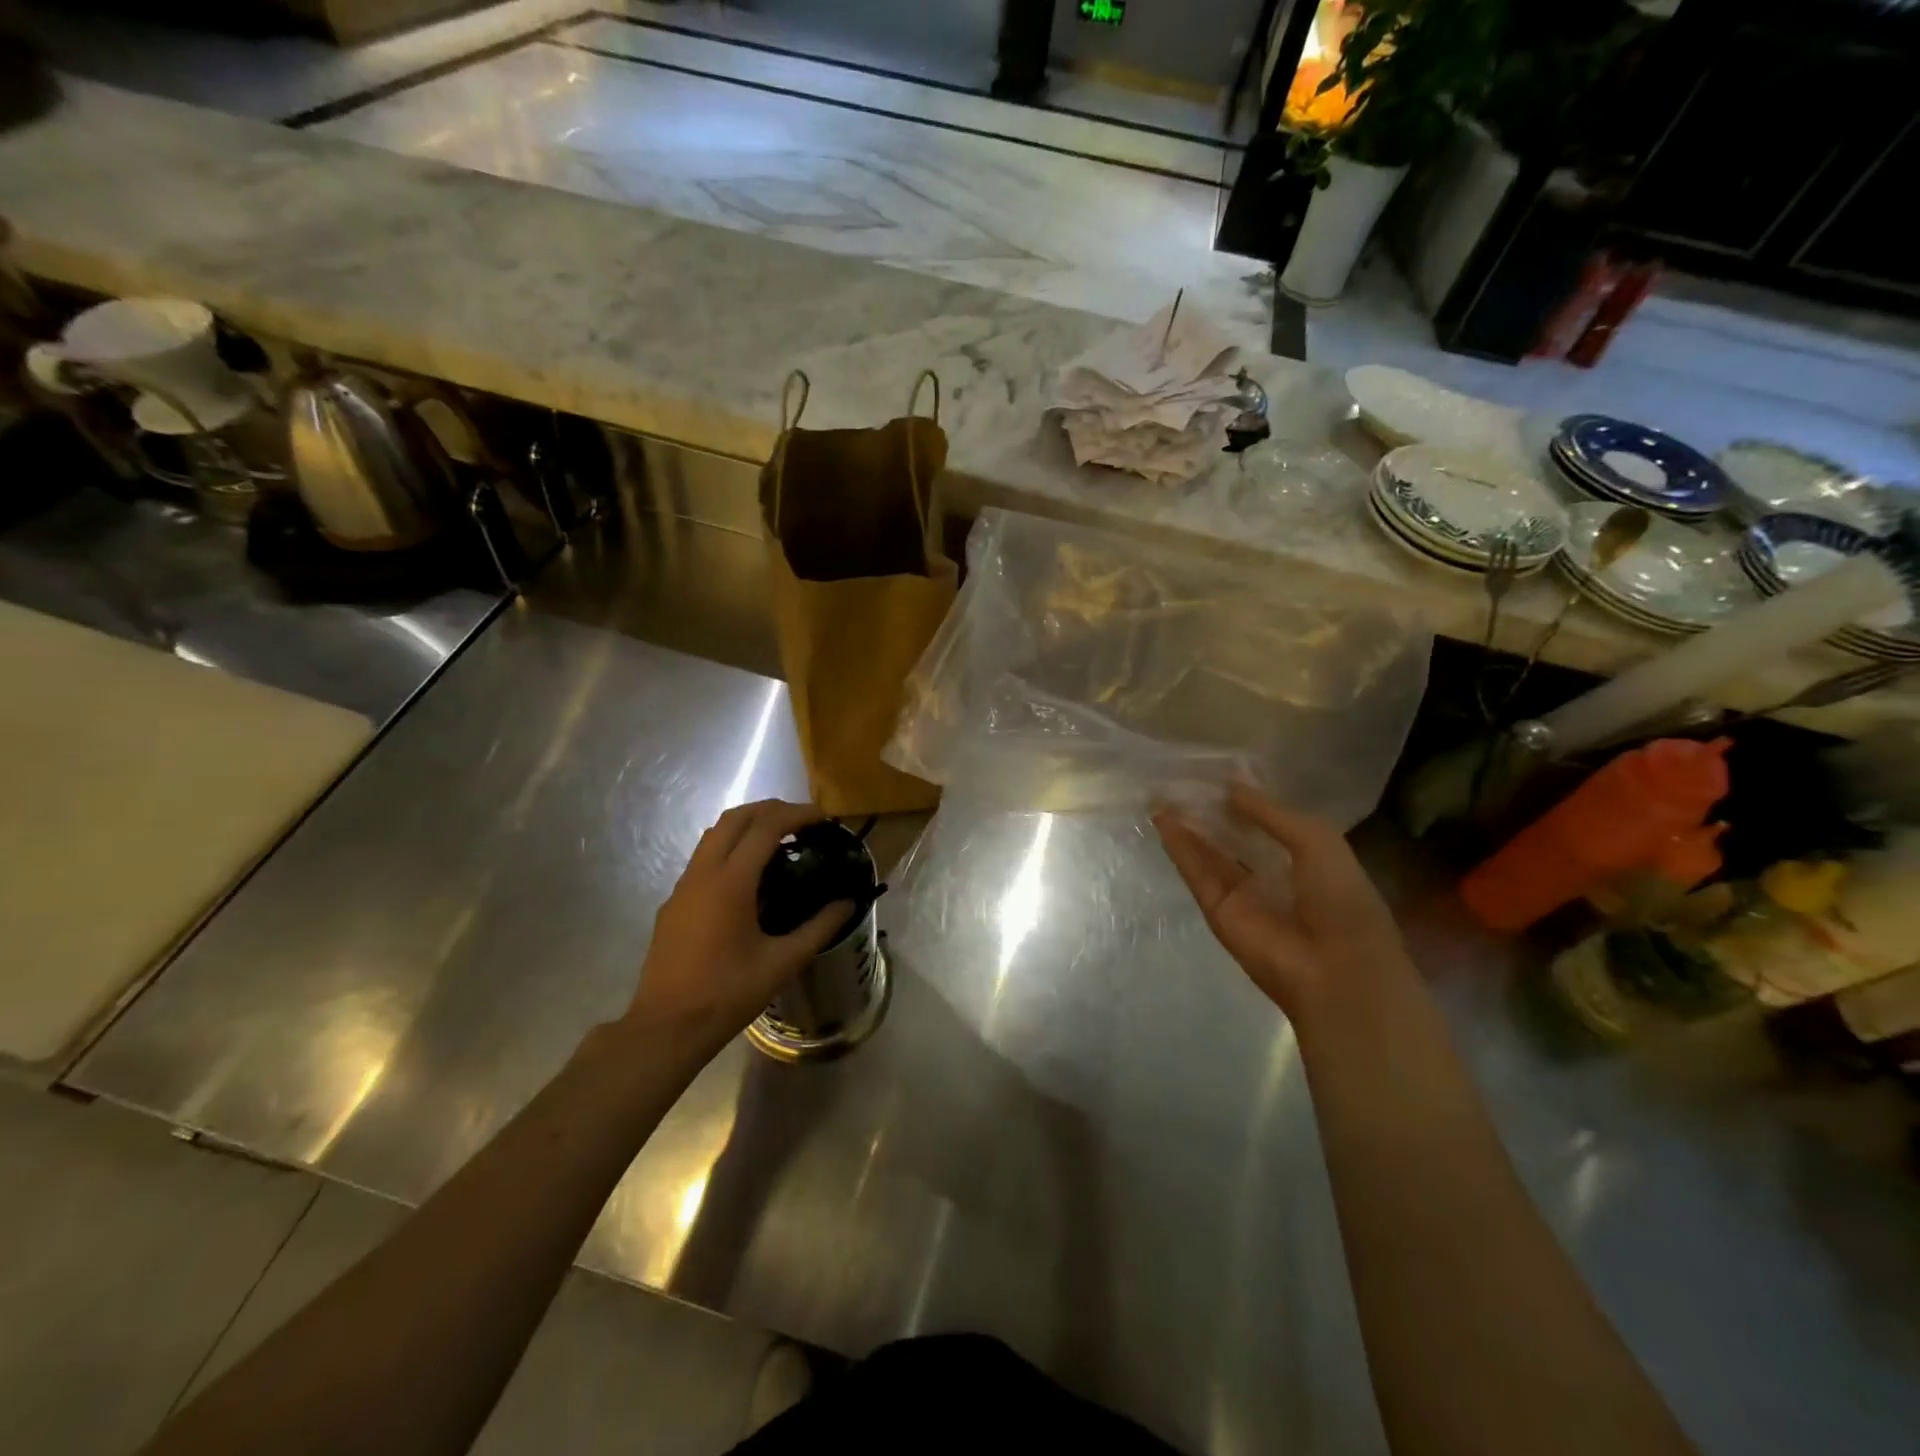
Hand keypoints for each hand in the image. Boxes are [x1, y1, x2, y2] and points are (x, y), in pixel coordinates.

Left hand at [625, 799, 852, 1056]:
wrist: (666, 1027)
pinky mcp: (674, 902)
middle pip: (736, 818)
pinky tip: (750, 875)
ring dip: (748, 825)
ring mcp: (683, 886)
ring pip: (715, 834)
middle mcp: (703, 873)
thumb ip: (819, 928)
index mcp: (731, 882)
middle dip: (771, 809)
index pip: (766, 827)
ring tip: (780, 840)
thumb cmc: (728, 993)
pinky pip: (704, 857)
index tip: (823, 818)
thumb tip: (847, 903)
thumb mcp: (782, 963)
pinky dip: (731, 847)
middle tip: (803, 821)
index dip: (797, 814)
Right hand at [1153, 784, 1413, 1024]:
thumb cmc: (1342, 900)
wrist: (1336, 969)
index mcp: (1304, 859)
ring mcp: (1241, 894)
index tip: (1217, 772)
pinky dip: (1180, 847)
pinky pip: (1196, 873)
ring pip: (1208, 853)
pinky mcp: (1217, 911)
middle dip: (1209, 809)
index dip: (1243, 799)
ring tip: (1162, 793)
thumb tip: (1231, 787)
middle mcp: (1270, 874)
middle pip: (1231, 836)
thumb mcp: (1317, 840)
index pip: (1266, 823)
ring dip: (1187, 825)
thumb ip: (1272, 813)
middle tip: (1181, 779)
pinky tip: (1164, 820)